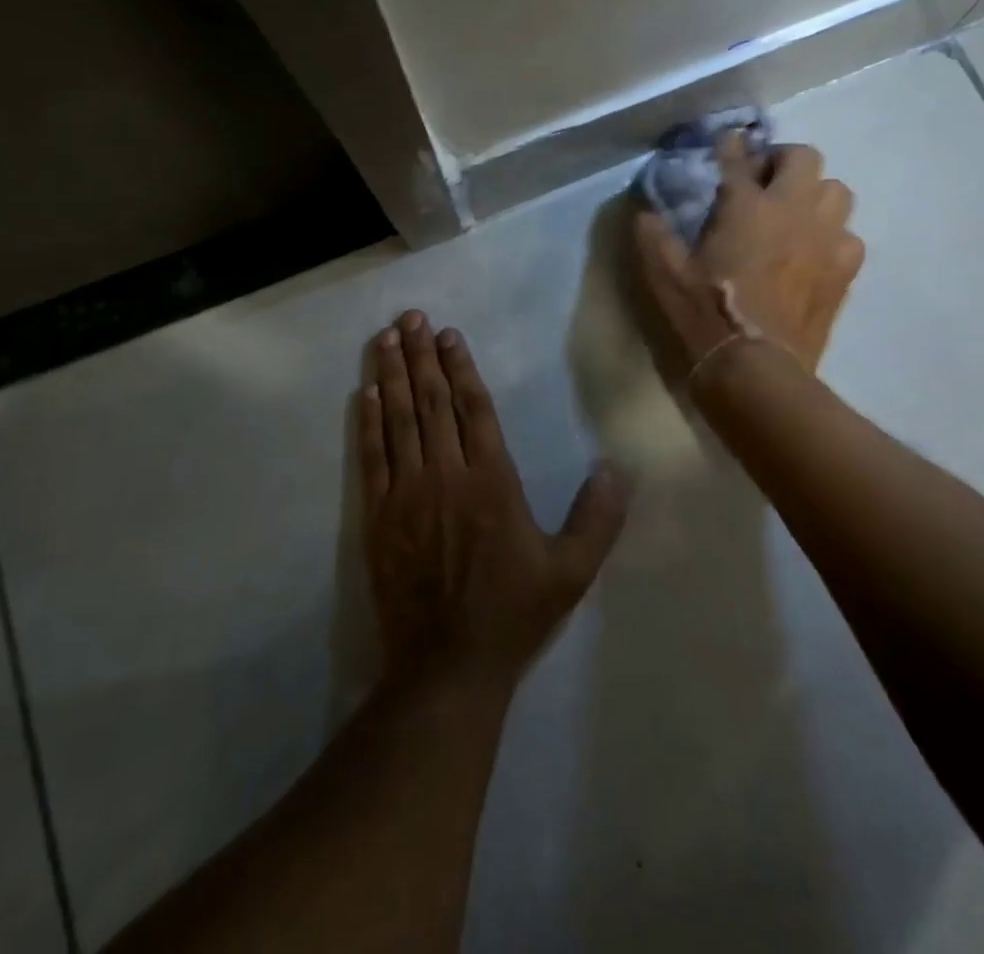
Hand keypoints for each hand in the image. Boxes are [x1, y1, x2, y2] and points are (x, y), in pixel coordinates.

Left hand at [359, 311, 629, 685]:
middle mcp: (447, 475)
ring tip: (385, 337)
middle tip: (411, 316)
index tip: (448, 335)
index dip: (461, 367)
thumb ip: (598, 518)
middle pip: (432, 402)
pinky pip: (372, 457)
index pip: (473, 408)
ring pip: (399, 420)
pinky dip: (369, 421)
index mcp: (492, 481)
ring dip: (392, 375)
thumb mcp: (570, 572)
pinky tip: (365, 392)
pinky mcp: (378, 516)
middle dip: (421, 355)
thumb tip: (618, 468)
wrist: (447, 666)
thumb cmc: (512, 613)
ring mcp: (407, 493)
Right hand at [632, 135, 864, 378]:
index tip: (728, 142)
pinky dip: (831, 234)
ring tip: (792, 214)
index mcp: (746, 207)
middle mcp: (793, 211)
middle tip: (762, 181)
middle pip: (804, 157)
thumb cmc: (706, 316)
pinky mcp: (844, 270)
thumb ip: (654, 236)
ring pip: (836, 191)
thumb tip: (646, 212)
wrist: (756, 368)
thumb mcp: (665, 275)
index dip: (731, 146)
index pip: (739, 158)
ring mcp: (826, 239)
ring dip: (813, 194)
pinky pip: (849, 235)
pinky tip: (812, 252)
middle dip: (782, 161)